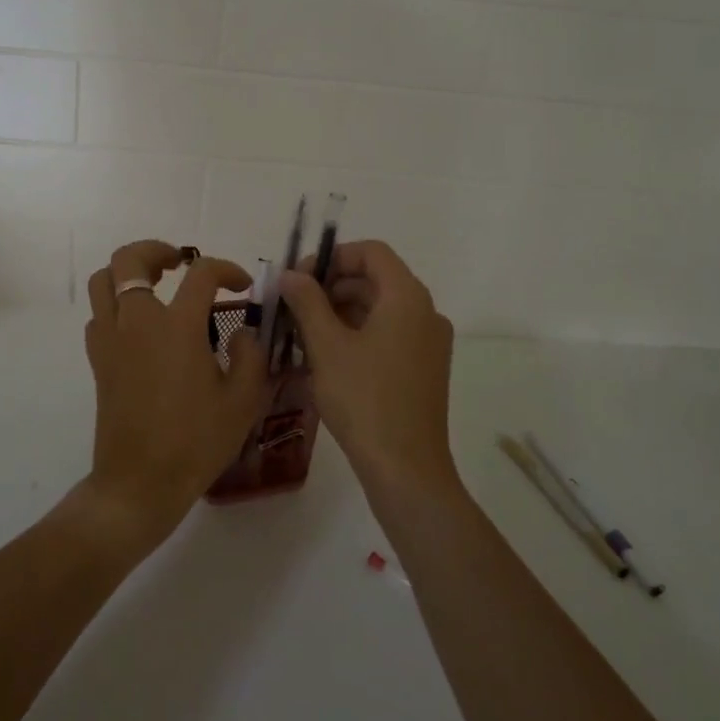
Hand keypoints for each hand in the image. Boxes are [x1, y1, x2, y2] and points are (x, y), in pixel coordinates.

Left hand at [83, 241, 267, 546]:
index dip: (226, 269)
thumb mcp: (243, 400)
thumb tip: (244, 332)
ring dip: (128, 273)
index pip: (201, 273)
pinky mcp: (98, 361)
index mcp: (178, 327)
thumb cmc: (196, 442)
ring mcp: (111, 340)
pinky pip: (98, 315)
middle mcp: (138, 322)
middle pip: (129, 260)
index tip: (242, 285)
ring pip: (103, 282)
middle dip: (156, 250)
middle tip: (180, 263)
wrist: (140, 482)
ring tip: (155, 284)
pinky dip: (116, 306)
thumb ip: (251, 356)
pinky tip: (140, 326)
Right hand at [279, 241, 455, 491]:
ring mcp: (429, 342)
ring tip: (303, 331)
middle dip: (332, 285)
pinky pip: (389, 333)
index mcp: (407, 297)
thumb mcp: (327, 347)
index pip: (372, 252)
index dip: (333, 257)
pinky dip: (358, 333)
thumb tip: (290, 274)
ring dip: (342, 311)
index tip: (299, 278)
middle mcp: (426, 311)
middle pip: (376, 279)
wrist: (406, 469)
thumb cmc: (364, 400)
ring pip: (381, 308)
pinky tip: (327, 355)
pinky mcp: (425, 368)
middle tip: (294, 305)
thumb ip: (307, 302)